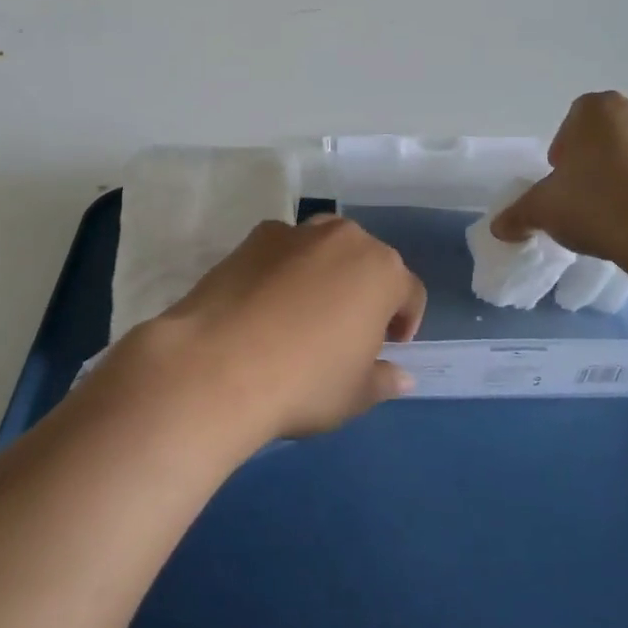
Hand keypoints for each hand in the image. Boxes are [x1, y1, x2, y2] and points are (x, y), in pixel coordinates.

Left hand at [114, 216, 425, 446]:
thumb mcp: (355, 395)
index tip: (388, 347)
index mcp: (382, 271)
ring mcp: (296, 233)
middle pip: (366, 261)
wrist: (218, 365)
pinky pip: (282, 251)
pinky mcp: (253, 237)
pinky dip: (282, 270)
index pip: (409, 292)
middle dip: (364, 291)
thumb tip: (401, 376)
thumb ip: (383, 380)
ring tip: (303, 312)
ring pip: (323, 248)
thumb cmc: (304, 382)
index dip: (405, 322)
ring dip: (324, 273)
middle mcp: (344, 238)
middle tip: (347, 330)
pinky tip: (264, 305)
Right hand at [493, 92, 627, 273]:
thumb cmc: (593, 203)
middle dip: (595, 162)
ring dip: (626, 177)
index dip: (564, 153)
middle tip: (584, 197)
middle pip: (607, 136)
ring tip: (615, 215)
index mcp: (596, 109)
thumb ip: (518, 213)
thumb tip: (500, 227)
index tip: (561, 182)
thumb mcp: (542, 210)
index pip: (572, 123)